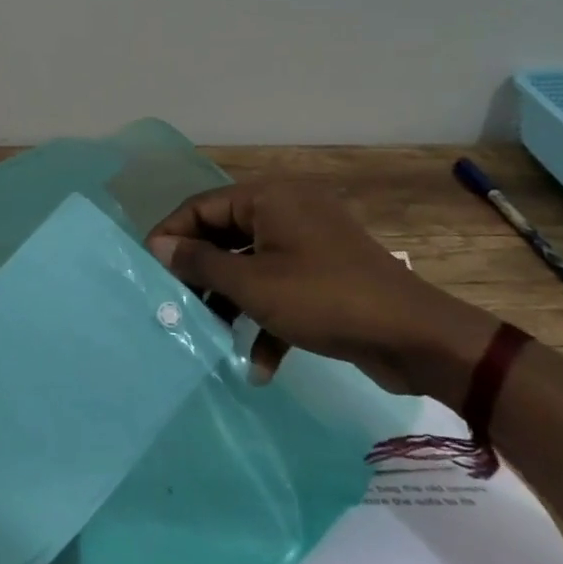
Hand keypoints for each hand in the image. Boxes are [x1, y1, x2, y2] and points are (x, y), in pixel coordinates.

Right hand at [148, 179, 496, 407]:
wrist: (415, 338)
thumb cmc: (324, 299)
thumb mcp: (253, 283)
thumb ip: (200, 262)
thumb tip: (159, 245)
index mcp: (269, 198)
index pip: (202, 207)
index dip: (171, 236)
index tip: (146, 269)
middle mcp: (286, 211)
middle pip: (225, 235)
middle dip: (200, 273)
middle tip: (174, 304)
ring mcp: (308, 244)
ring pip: (250, 265)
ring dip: (230, 301)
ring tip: (208, 334)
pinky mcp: (324, 276)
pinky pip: (280, 289)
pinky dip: (266, 320)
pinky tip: (258, 365)